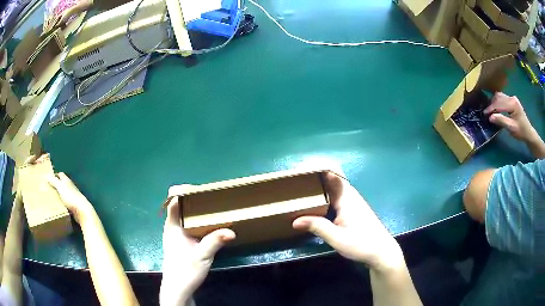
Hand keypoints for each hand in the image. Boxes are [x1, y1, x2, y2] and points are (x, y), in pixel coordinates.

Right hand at [47, 172, 94, 224]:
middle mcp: (71, 187)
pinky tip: (59, 206)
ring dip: (59, 194)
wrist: (82, 211)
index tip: (48, 178)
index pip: (60, 175)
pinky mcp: (74, 206)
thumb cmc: (71, 197)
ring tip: (52, 198)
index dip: (55, 175)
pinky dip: (62, 203)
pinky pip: (66, 202)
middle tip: (49, 189)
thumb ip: (54, 181)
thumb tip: (47, 175)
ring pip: (64, 193)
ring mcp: (73, 196)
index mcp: (67, 181)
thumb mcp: (61, 187)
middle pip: (62, 184)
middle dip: (56, 185)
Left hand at [160, 195, 234, 305]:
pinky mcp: (180, 243)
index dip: (183, 192)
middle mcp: (172, 228)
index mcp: (172, 227)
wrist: (178, 289)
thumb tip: (232, 231)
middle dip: (193, 201)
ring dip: (196, 212)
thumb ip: (215, 241)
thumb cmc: (185, 271)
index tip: (200, 189)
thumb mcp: (202, 256)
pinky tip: (208, 225)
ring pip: (184, 217)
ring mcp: (175, 236)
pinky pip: (188, 226)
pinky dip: (196, 222)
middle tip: (211, 197)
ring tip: (212, 208)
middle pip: (180, 208)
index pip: (173, 202)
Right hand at [293, 173, 403, 271]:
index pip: (332, 174)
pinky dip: (324, 195)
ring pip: (334, 188)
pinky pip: (336, 196)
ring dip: (319, 186)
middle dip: (315, 176)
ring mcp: (352, 202)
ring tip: (301, 189)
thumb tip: (294, 221)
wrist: (382, 252)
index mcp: (346, 198)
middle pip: (331, 179)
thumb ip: (317, 227)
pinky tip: (315, 203)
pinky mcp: (353, 210)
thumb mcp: (337, 238)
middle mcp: (350, 196)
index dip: (318, 168)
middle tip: (295, 180)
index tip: (300, 169)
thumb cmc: (361, 244)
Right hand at [484, 92, 537, 141]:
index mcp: (513, 104)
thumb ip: (501, 121)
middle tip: (486, 112)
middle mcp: (512, 98)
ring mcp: (512, 98)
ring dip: (494, 102)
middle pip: (499, 97)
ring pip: (500, 96)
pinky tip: (496, 108)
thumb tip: (490, 117)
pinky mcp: (512, 101)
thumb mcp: (511, 128)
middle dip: (492, 104)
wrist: (528, 133)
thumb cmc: (521, 132)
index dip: (491, 108)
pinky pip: (503, 99)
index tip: (484, 113)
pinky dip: (498, 102)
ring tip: (490, 110)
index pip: (499, 103)